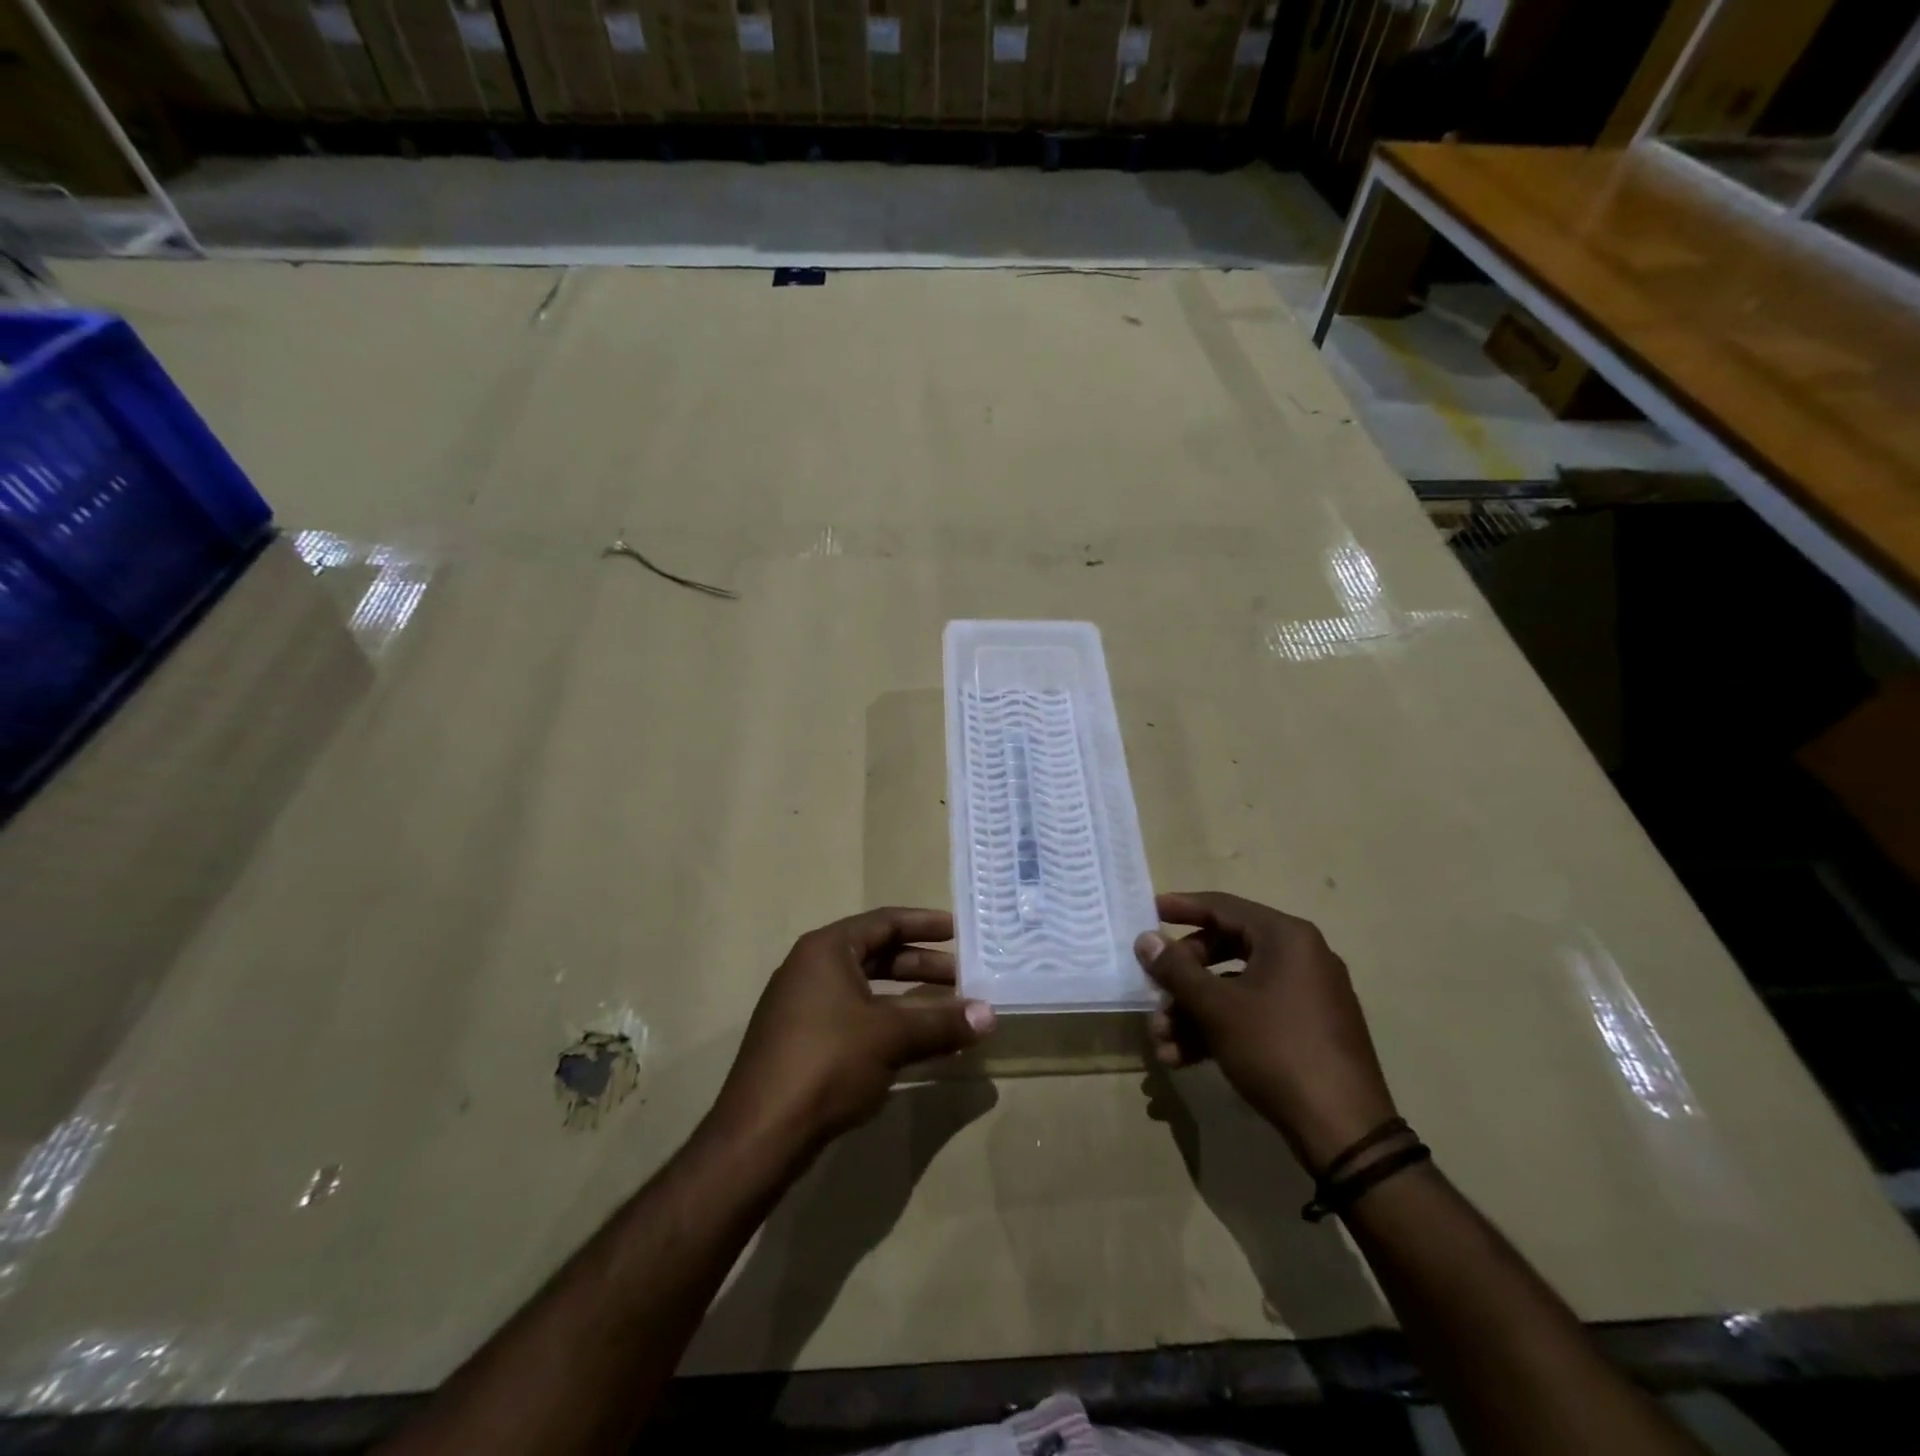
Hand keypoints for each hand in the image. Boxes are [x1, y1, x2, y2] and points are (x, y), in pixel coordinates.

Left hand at [714, 908, 995, 1155]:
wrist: (760, 1135)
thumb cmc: (827, 1063)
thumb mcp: (891, 1037)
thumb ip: (942, 1023)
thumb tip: (991, 1015)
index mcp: (827, 950)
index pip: (884, 922)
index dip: (925, 924)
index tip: (960, 931)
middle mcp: (811, 969)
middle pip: (877, 955)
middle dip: (922, 965)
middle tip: (963, 977)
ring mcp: (803, 1007)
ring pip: (867, 990)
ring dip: (909, 998)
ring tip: (949, 1010)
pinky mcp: (801, 1042)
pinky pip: (855, 1017)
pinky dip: (888, 1022)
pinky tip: (916, 1044)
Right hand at [1138, 891, 1397, 1172]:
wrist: (1344, 1131)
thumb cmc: (1276, 1050)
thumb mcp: (1217, 1008)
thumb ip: (1176, 969)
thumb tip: (1146, 939)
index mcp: (1286, 938)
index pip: (1223, 907)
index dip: (1181, 907)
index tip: (1148, 910)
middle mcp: (1299, 957)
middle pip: (1224, 949)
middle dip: (1182, 977)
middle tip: (1153, 992)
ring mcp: (1305, 995)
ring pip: (1234, 988)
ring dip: (1192, 1011)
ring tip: (1161, 1042)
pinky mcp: (1305, 1030)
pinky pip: (1252, 1014)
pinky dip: (1218, 1029)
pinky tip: (1182, 1058)